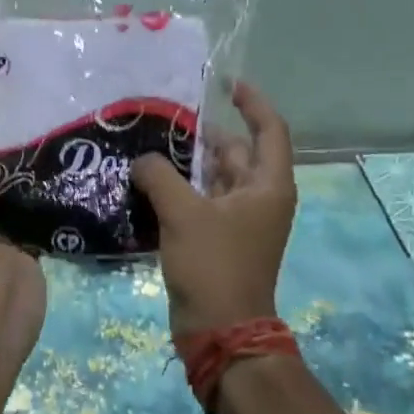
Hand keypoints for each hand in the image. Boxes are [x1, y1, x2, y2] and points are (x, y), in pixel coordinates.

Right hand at [132, 82, 296, 338]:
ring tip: (151, 146)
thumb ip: (159, 175)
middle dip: (205, 135)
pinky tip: (149, 183)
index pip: (269, 129)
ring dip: (188, 163)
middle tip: (166, 118)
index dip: (252, 102)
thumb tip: (144, 160)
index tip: (226, 84)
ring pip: (215, 178)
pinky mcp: (219, 240)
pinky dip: (181, 189)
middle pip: (237, 152)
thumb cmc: (212, 265)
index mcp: (267, 186)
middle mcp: (259, 199)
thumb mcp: (183, 213)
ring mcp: (240, 221)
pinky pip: (202, 202)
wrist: (220, 329)